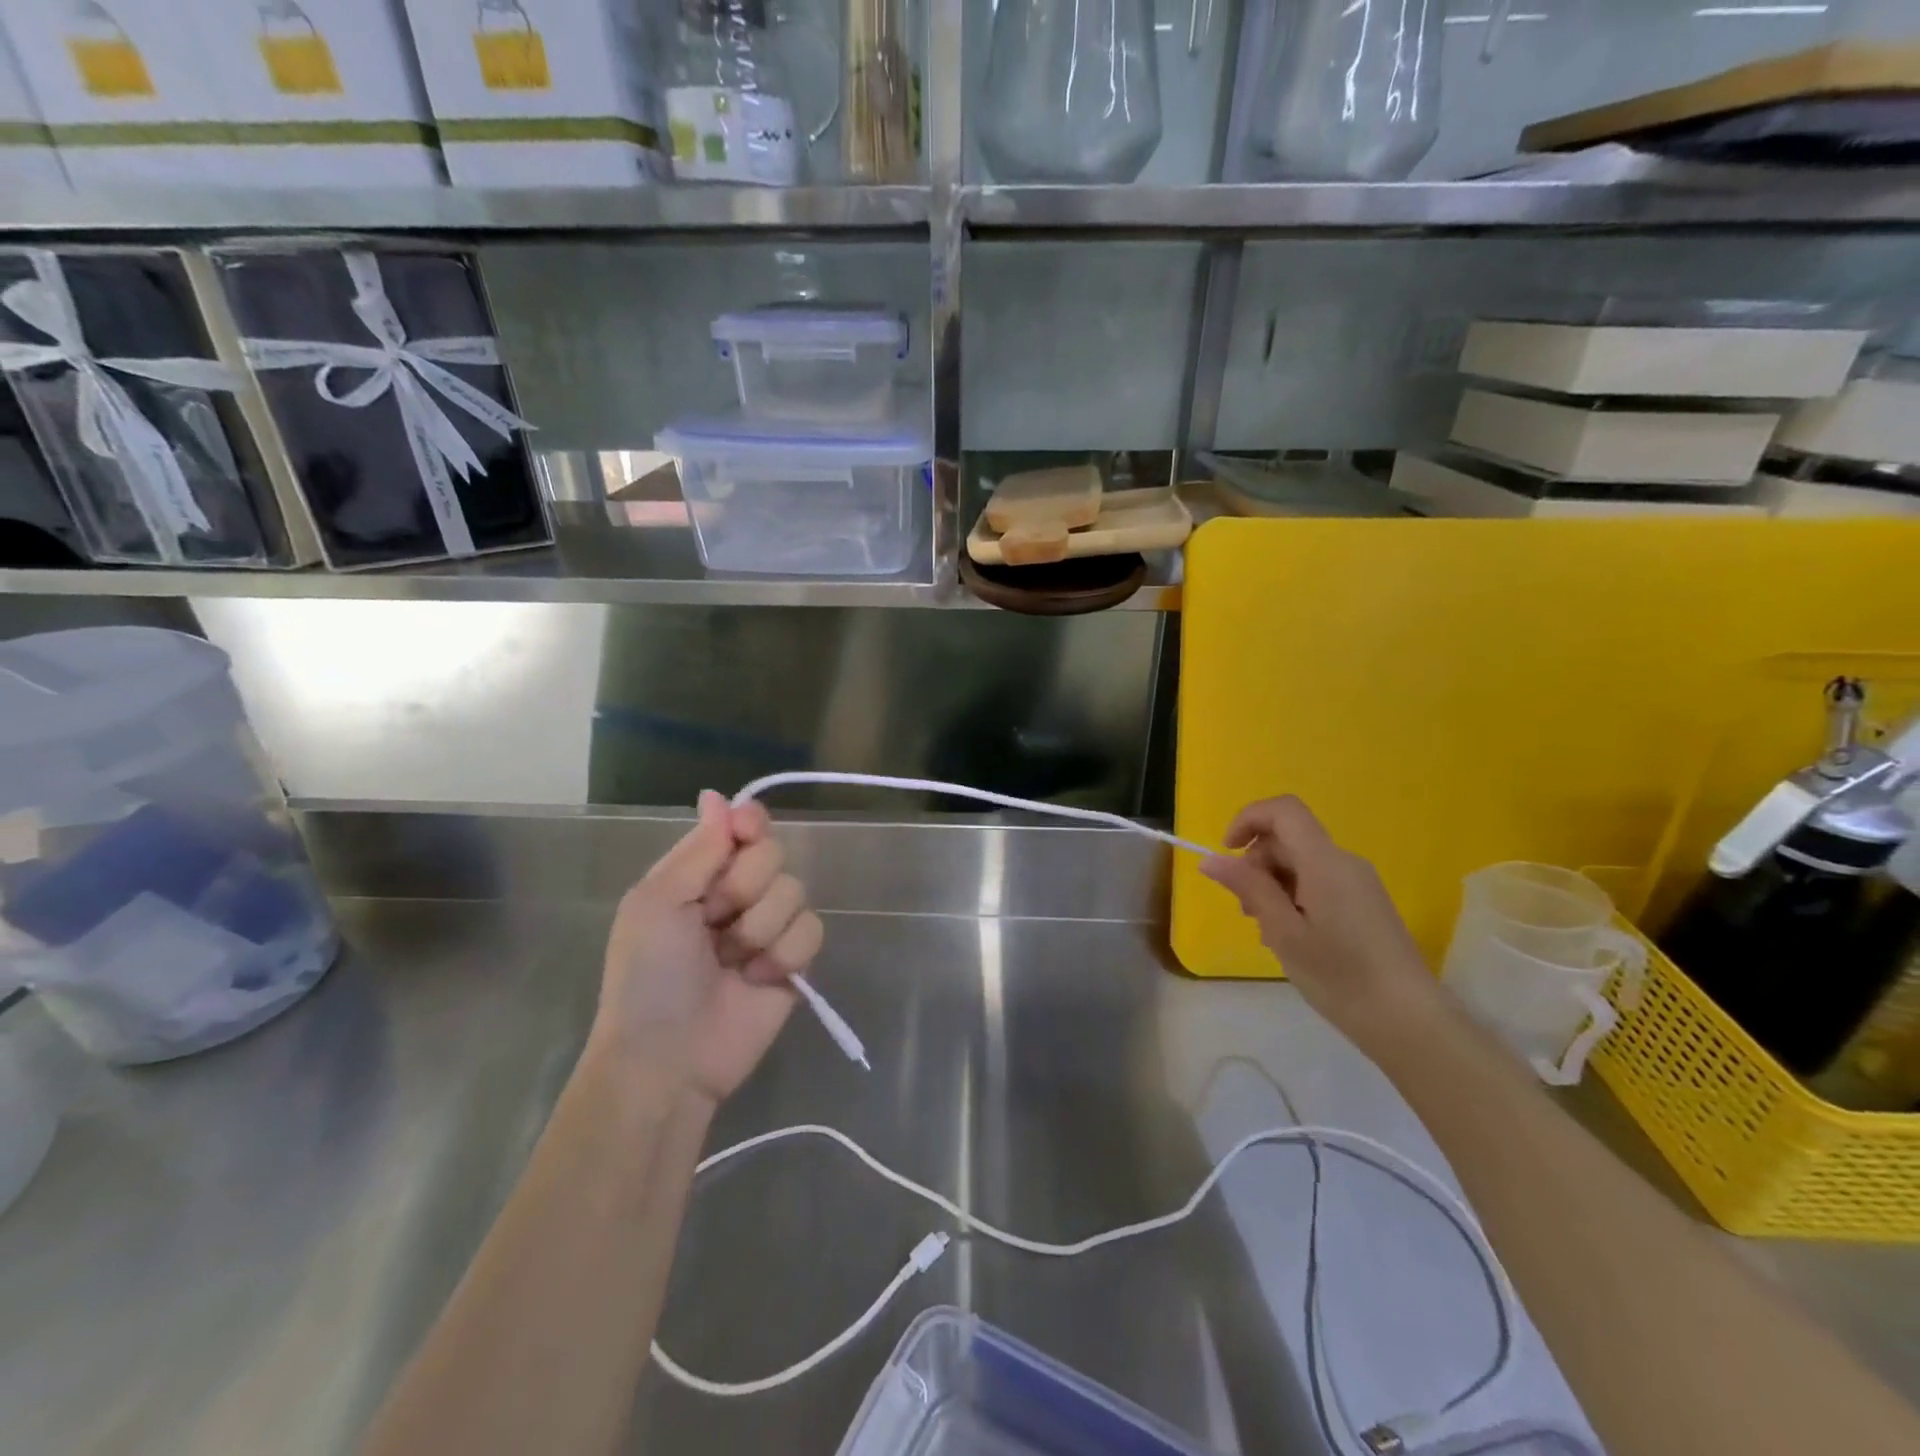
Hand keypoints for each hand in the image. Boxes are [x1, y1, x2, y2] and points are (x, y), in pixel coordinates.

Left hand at [590, 790, 824, 1104]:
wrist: (668, 1058)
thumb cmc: (647, 976)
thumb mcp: (656, 902)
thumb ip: (698, 849)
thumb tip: (716, 795)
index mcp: (700, 875)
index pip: (742, 827)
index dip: (750, 823)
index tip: (747, 830)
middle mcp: (738, 895)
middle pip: (773, 854)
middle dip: (744, 887)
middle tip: (712, 921)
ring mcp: (769, 928)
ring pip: (795, 891)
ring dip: (759, 928)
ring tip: (730, 962)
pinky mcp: (795, 962)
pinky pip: (812, 930)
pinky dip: (784, 954)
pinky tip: (757, 979)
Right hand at [1201, 795, 1445, 1053]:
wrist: (1409, 1021)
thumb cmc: (1340, 976)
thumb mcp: (1284, 933)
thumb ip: (1249, 889)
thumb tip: (1210, 860)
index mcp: (1325, 862)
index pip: (1283, 811)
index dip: (1248, 819)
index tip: (1227, 853)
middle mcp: (1344, 862)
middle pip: (1288, 839)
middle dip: (1257, 863)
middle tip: (1248, 911)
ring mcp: (1358, 882)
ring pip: (1301, 863)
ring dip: (1273, 884)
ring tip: (1270, 931)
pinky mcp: (1365, 902)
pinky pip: (1318, 881)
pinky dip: (1294, 897)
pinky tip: (1293, 937)